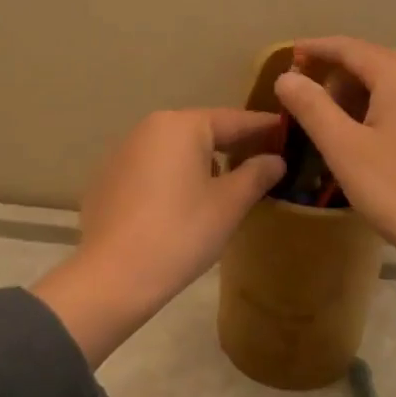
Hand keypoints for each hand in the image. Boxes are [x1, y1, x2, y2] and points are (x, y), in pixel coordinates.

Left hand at [32, 109, 284, 363]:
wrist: (112, 277)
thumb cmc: (180, 233)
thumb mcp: (228, 204)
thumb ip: (256, 175)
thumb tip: (275, 159)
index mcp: (181, 126)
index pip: (233, 119)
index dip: (263, 127)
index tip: (287, 131)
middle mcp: (149, 128)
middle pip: (202, 130)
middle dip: (232, 144)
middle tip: (263, 158)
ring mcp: (123, 152)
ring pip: (176, 149)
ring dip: (202, 161)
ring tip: (227, 183)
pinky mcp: (108, 179)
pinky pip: (153, 168)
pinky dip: (174, 177)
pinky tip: (185, 203)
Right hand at [272, 38, 395, 272]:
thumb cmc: (395, 190)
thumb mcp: (342, 147)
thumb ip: (311, 106)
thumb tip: (287, 76)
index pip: (351, 48)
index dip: (319, 48)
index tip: (293, 55)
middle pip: (379, 59)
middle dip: (345, 70)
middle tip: (316, 98)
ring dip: (377, 83)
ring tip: (355, 108)